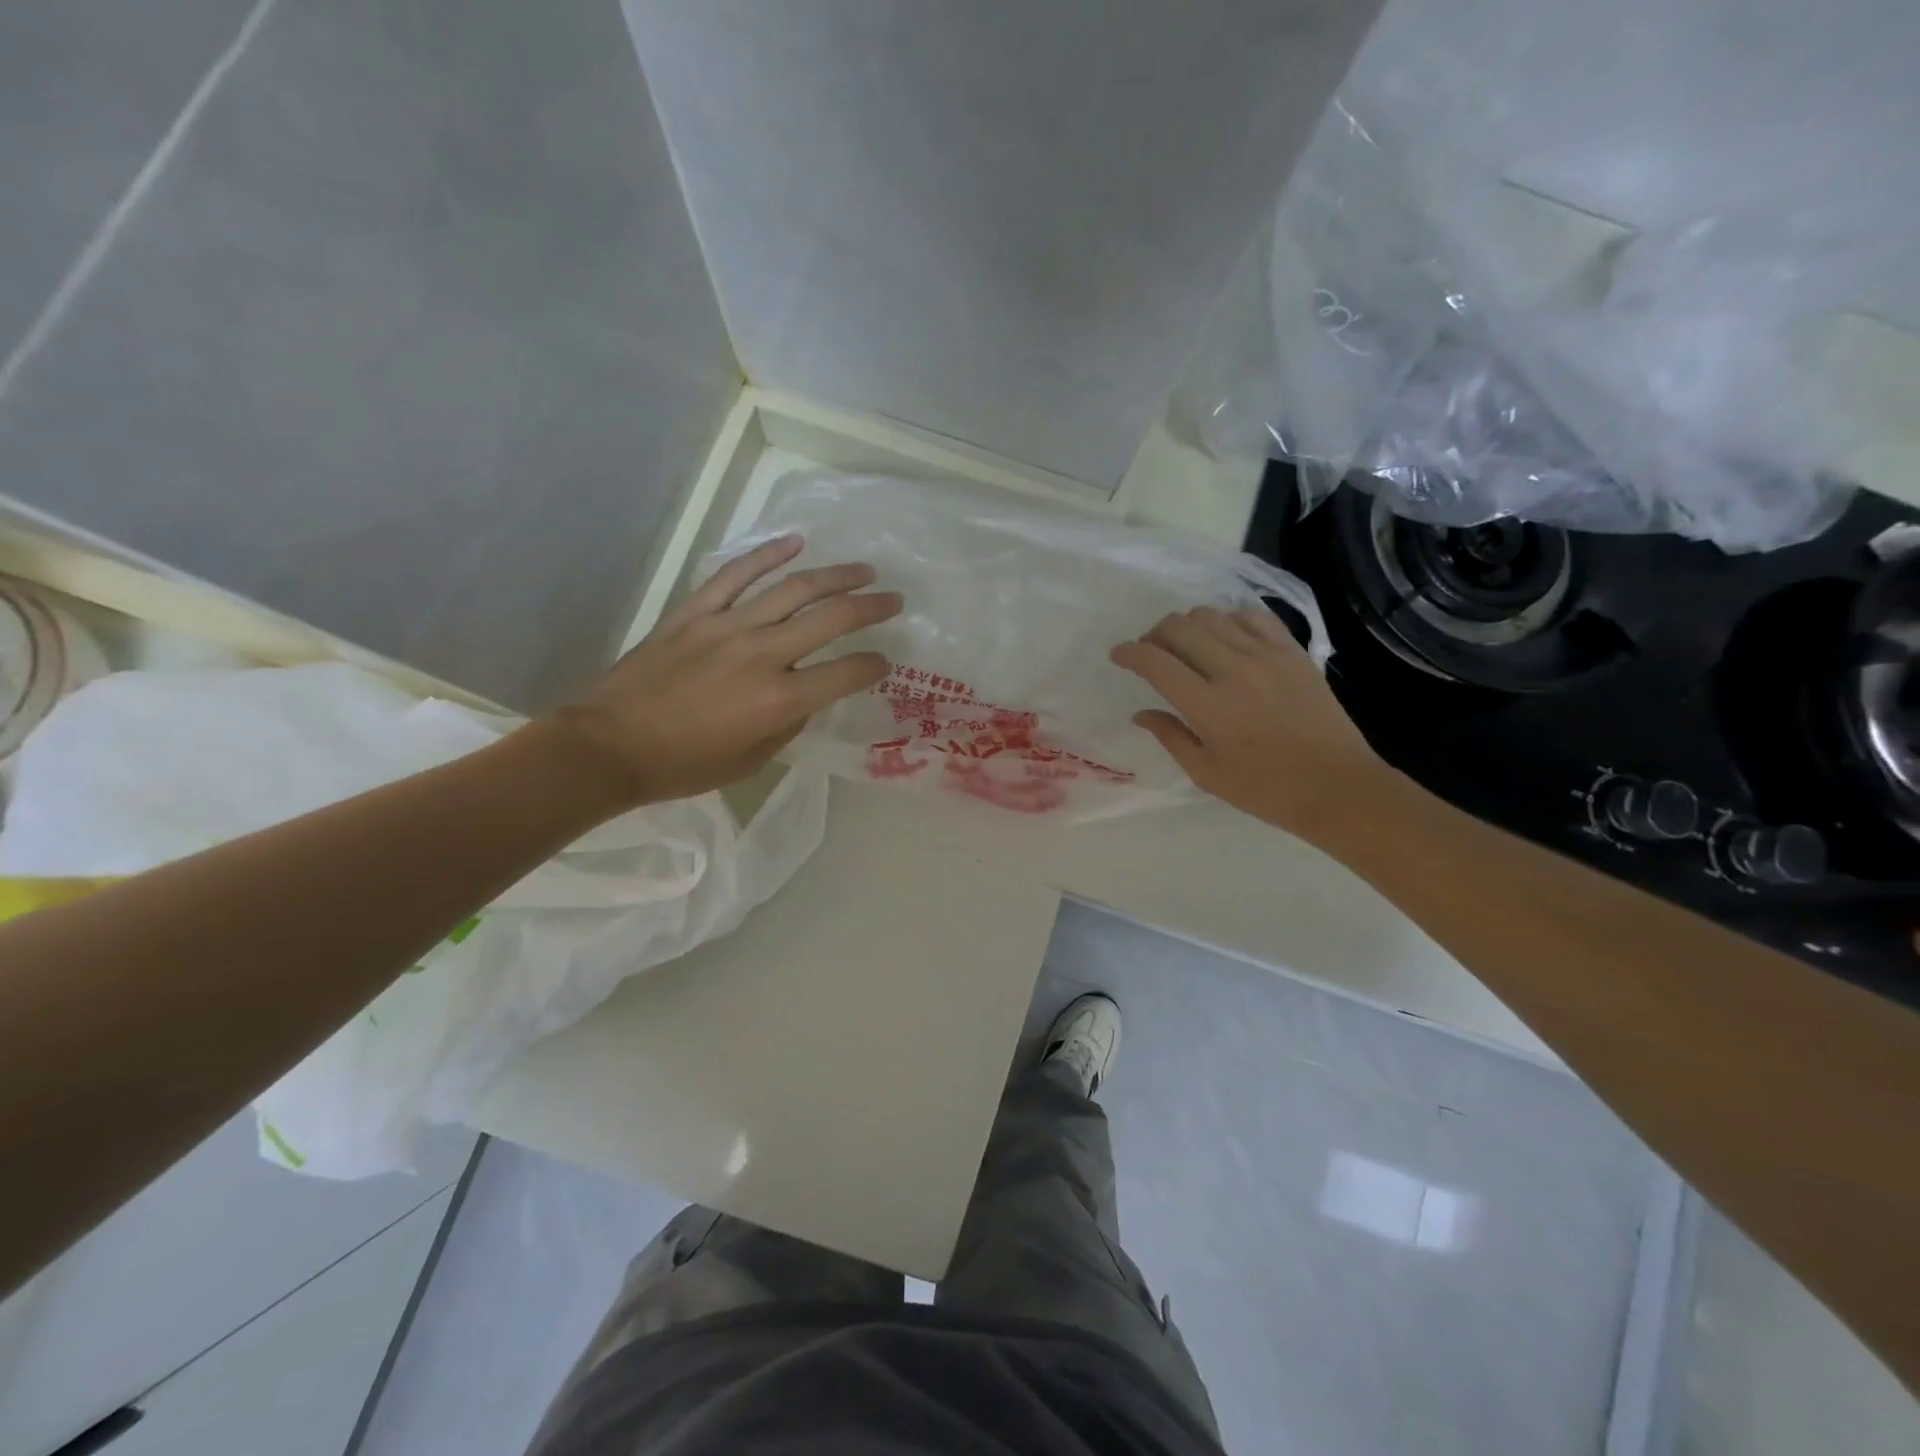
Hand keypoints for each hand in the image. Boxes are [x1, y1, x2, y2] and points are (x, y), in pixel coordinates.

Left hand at [552, 535, 900, 805]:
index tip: (885, 662)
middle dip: (871, 607)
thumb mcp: (751, 761)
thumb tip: (804, 695)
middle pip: (831, 618)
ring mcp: (727, 626)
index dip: (874, 666)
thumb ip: (788, 724)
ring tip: (863, 570)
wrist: (609, 746)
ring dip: (835, 575)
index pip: (846, 673)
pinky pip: (736, 574)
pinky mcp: (695, 612)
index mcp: (779, 700)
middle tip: (894, 600)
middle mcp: (762, 654)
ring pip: (792, 588)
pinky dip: (767, 554)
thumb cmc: (683, 765)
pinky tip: (795, 542)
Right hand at [1111, 606, 1387, 839]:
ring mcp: (1266, 655)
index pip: (1155, 661)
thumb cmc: (1265, 789)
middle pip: (1179, 627)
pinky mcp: (1292, 651)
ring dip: (1188, 625)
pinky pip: (1252, 616)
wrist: (1336, 786)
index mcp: (1207, 705)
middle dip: (1154, 635)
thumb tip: (1141, 713)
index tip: (1118, 656)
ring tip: (1187, 646)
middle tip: (1151, 653)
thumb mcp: (1206, 772)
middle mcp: (1232, 669)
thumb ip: (1170, 736)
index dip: (1129, 653)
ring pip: (1212, 615)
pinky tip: (1226, 639)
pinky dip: (1229, 620)